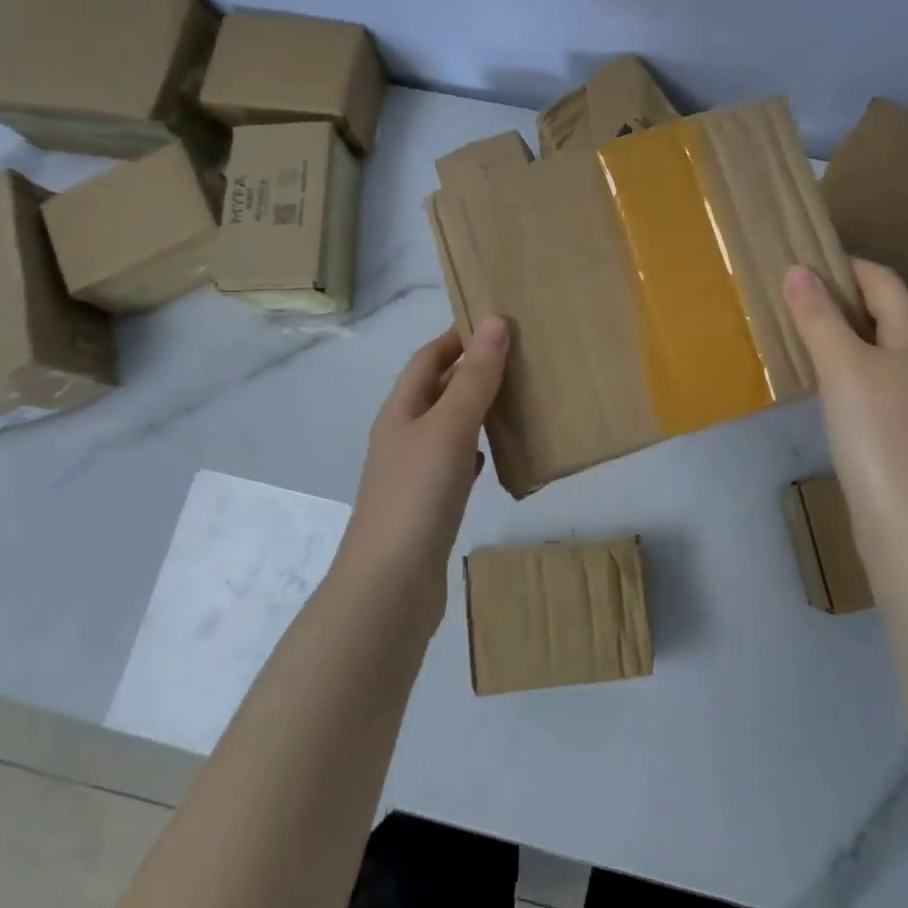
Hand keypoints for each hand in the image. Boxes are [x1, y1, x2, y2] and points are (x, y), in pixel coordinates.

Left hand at [341, 317, 510, 591]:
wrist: (390, 585)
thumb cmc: (417, 495)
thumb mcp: (449, 427)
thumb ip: (474, 378)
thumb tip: (495, 322)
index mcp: (401, 410)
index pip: (427, 358)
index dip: (456, 337)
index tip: (495, 322)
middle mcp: (402, 436)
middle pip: (436, 390)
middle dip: (470, 370)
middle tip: (517, 357)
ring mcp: (412, 473)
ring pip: (447, 426)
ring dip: (474, 409)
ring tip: (514, 398)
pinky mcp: (427, 505)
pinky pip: (454, 463)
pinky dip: (473, 450)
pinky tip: (492, 455)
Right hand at [783, 260, 907, 566]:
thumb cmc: (878, 433)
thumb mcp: (842, 367)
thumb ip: (819, 317)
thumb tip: (797, 269)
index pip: (882, 281)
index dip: (843, 265)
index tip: (799, 264)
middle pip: (881, 312)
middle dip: (837, 299)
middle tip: (789, 299)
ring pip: (875, 348)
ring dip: (838, 335)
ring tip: (796, 335)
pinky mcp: (903, 429)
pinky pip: (871, 380)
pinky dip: (844, 369)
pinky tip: (819, 384)